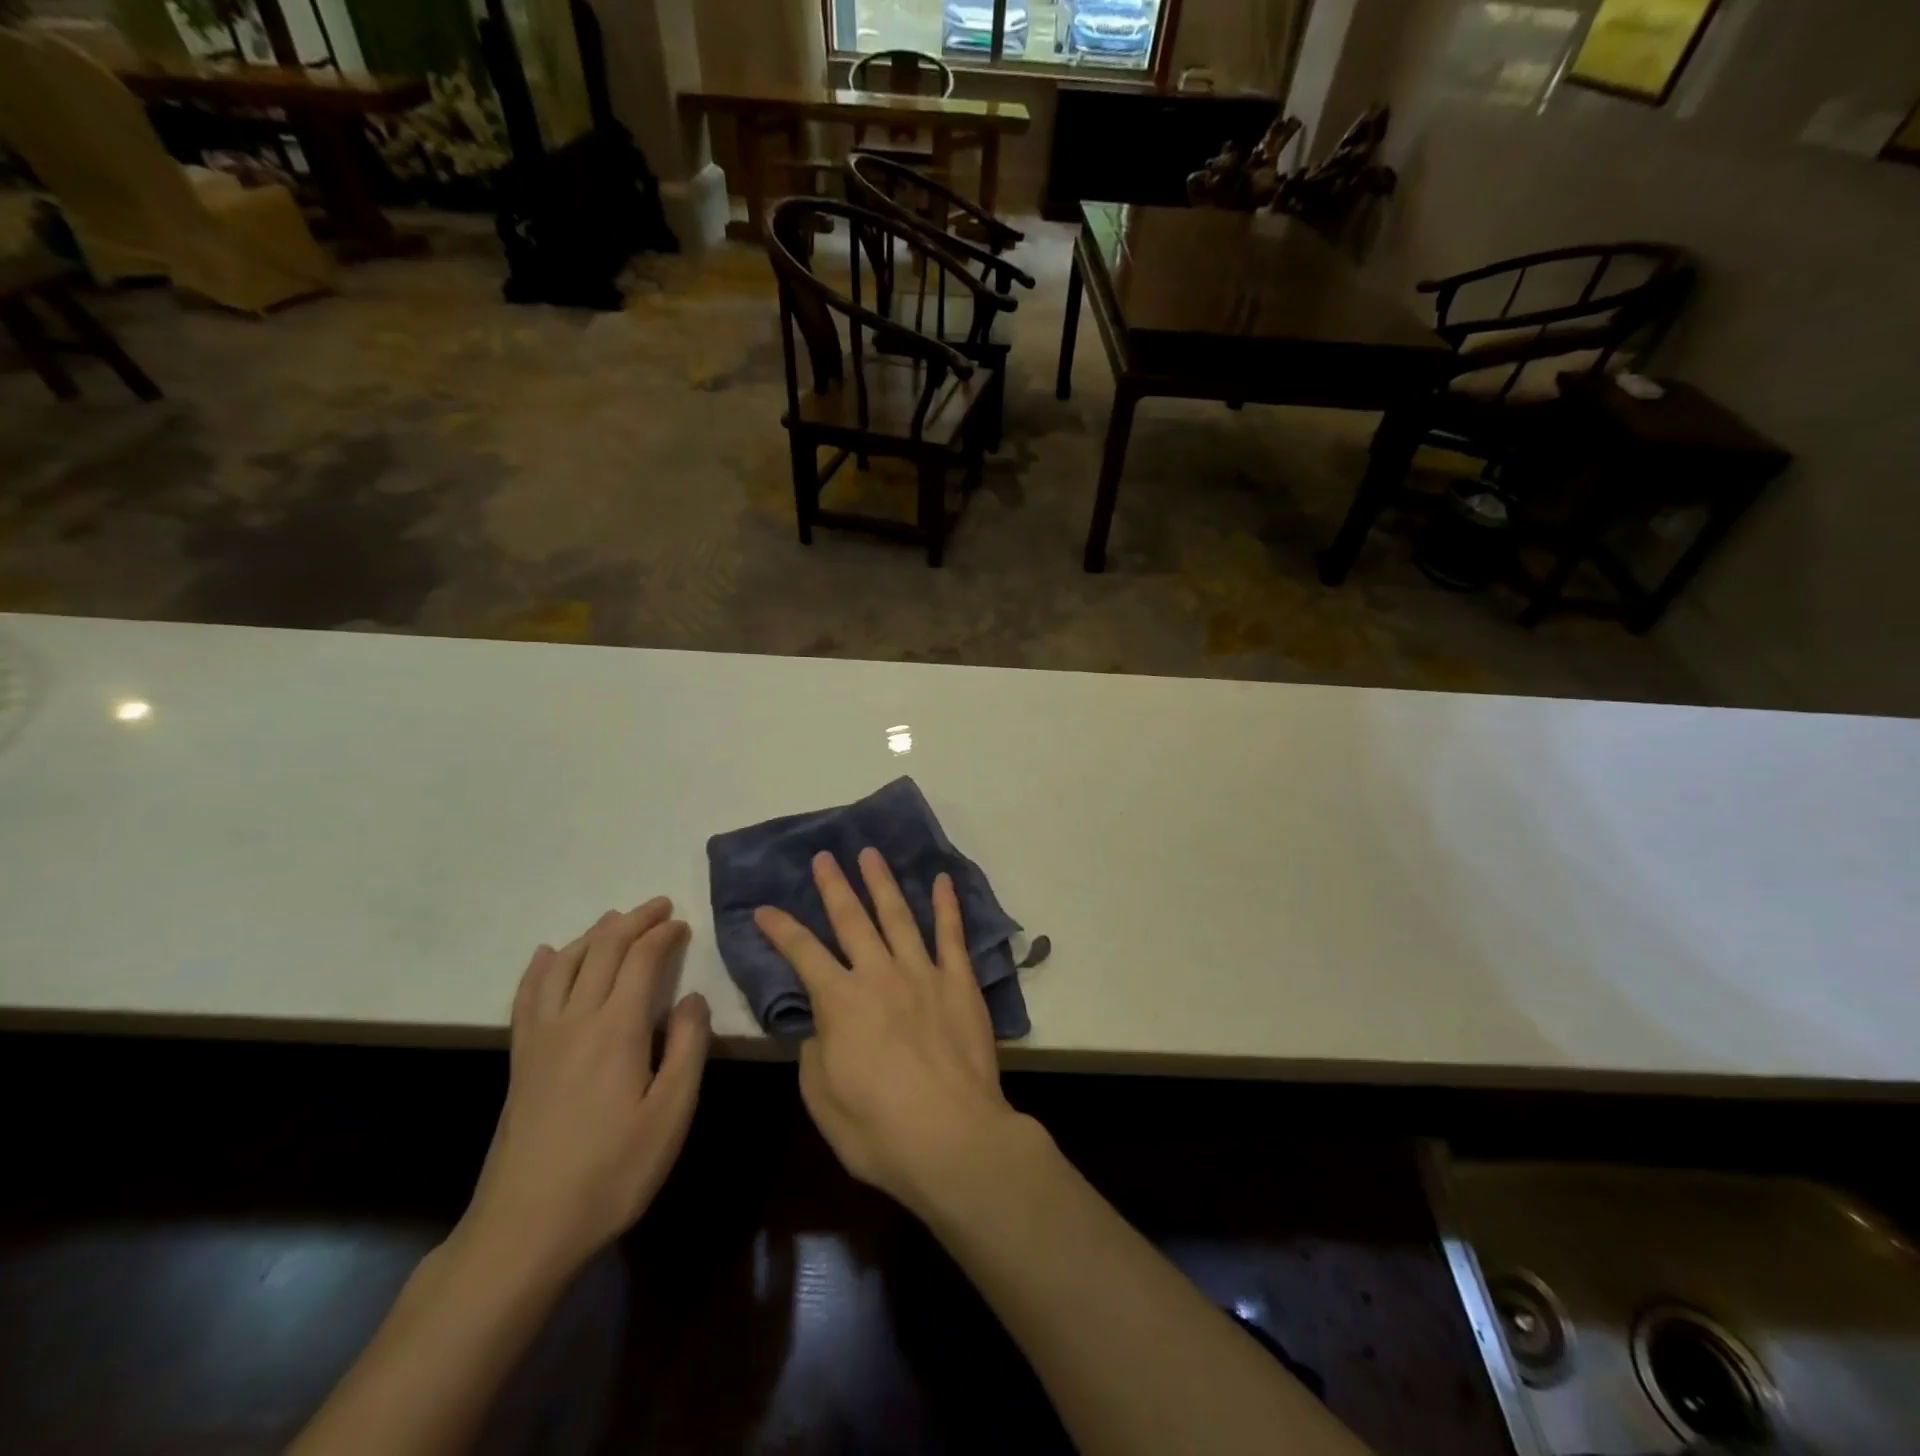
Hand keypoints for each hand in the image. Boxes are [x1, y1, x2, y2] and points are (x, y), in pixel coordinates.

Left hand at [459, 898, 711, 1282]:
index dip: (663, 935)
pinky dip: (540, 967)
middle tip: (658, 906)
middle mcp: (574, 1019)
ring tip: (614, 920)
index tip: (683, 923)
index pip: (640, 960)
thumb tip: (691, 998)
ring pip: (563, 965)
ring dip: (592, 935)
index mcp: (616, 1028)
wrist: (525, 1229)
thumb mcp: (671, 1113)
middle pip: (601, 951)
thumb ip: (687, 1047)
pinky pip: (527, 997)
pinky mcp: (520, 1061)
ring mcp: (540, 1039)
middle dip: (632, 922)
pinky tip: (545, 955)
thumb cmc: (612, 1172)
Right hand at [754, 849, 1027, 1214]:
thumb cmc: (878, 1131)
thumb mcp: (823, 1098)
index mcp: (840, 1001)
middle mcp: (879, 974)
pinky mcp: (960, 982)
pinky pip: (952, 935)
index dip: (780, 928)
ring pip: (898, 916)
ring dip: (882, 882)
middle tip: (824, 857)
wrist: (953, 1139)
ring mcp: (923, 973)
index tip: (764, 907)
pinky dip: (947, 905)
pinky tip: (942, 881)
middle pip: (852, 920)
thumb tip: (819, 1024)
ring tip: (870, 854)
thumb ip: (816, 1051)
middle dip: (834, 886)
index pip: (802, 953)